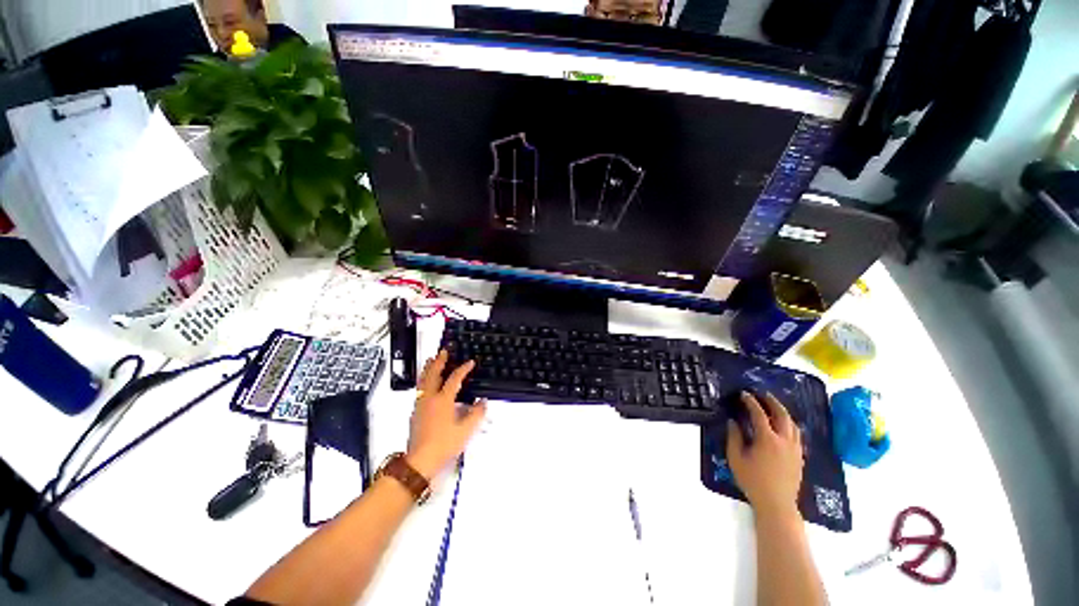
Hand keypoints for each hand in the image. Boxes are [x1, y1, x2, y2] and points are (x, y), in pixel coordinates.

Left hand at [406, 350, 486, 479]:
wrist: (420, 460)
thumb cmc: (444, 444)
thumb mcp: (466, 430)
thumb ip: (476, 413)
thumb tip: (482, 401)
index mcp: (443, 400)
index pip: (454, 378)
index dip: (464, 369)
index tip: (470, 362)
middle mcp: (430, 398)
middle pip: (433, 374)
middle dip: (439, 361)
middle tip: (443, 352)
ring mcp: (420, 404)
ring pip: (423, 380)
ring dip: (428, 368)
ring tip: (431, 360)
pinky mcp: (415, 412)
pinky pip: (419, 389)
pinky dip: (424, 380)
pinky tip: (426, 383)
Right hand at [726, 392, 803, 520]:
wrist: (777, 504)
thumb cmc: (753, 481)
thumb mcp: (736, 458)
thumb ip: (734, 437)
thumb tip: (733, 421)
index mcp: (768, 439)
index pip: (759, 414)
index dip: (751, 402)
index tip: (744, 394)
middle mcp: (785, 440)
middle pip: (782, 415)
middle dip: (772, 402)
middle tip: (763, 394)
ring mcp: (795, 449)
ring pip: (793, 424)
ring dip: (783, 412)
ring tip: (774, 406)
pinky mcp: (799, 457)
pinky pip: (797, 434)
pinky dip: (789, 424)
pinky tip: (783, 426)